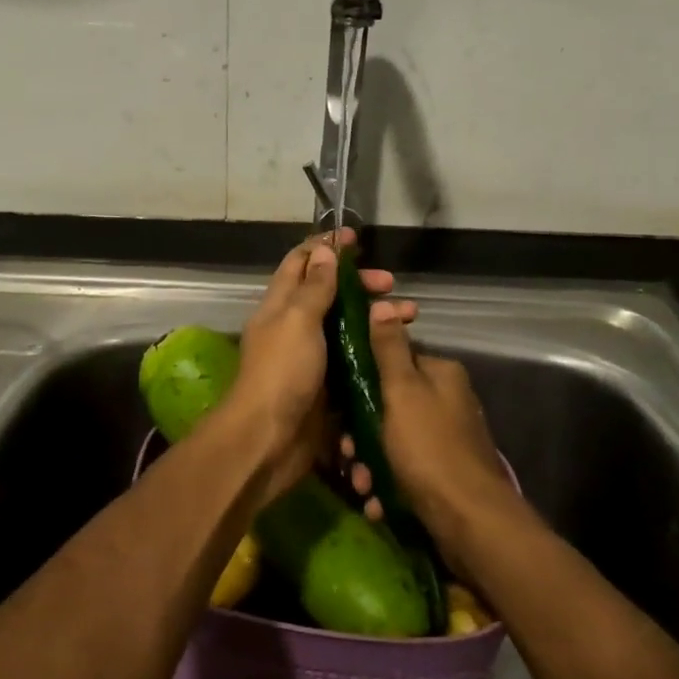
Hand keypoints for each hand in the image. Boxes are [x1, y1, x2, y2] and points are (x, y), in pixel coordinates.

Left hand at [227, 230, 412, 499]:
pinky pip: (354, 359)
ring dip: (375, 315)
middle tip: (392, 284)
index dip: (325, 246)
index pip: (300, 263)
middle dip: (360, 283)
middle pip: (329, 293)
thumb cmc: (282, 372)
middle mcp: (294, 327)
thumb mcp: (297, 320)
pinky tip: (400, 348)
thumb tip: (323, 249)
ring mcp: (312, 358)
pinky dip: (375, 349)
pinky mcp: (328, 386)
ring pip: (347, 326)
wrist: (270, 440)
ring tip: (409, 316)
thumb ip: (313, 287)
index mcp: (280, 305)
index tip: (355, 237)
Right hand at [343, 306, 513, 548]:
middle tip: (346, 453)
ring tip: (361, 484)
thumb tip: (382, 305)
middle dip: (361, 430)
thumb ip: (389, 350)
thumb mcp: (402, 392)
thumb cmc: (429, 448)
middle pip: (390, 403)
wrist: (469, 520)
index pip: (393, 359)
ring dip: (370, 462)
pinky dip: (388, 482)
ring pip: (394, 439)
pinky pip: (406, 468)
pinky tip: (376, 502)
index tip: (338, 403)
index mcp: (440, 374)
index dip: (361, 378)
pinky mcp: (445, 472)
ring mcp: (448, 437)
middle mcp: (447, 400)